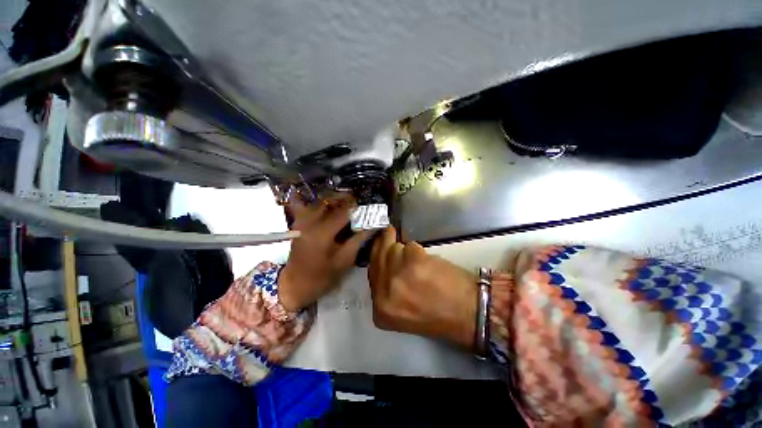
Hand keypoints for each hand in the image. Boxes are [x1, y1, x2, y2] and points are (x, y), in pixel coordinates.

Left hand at [278, 196, 371, 311]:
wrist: (295, 284)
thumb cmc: (322, 276)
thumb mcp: (344, 260)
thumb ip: (358, 240)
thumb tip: (373, 226)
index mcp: (322, 232)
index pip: (343, 211)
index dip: (357, 207)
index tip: (367, 206)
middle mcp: (310, 221)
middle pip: (330, 201)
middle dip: (345, 200)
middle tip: (357, 204)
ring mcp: (301, 220)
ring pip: (320, 201)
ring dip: (333, 200)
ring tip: (345, 205)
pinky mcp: (297, 223)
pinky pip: (303, 205)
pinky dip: (314, 202)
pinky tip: (324, 204)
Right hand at [368, 227, 478, 348]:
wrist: (468, 312)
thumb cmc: (438, 313)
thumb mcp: (402, 308)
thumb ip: (387, 289)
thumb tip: (383, 262)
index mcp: (381, 308)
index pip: (371, 274)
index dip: (376, 256)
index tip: (380, 245)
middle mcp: (384, 292)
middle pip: (377, 257)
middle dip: (383, 244)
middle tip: (388, 233)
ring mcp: (397, 275)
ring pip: (393, 249)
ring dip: (405, 250)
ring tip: (417, 259)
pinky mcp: (413, 261)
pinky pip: (410, 246)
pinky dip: (418, 250)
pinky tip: (427, 260)